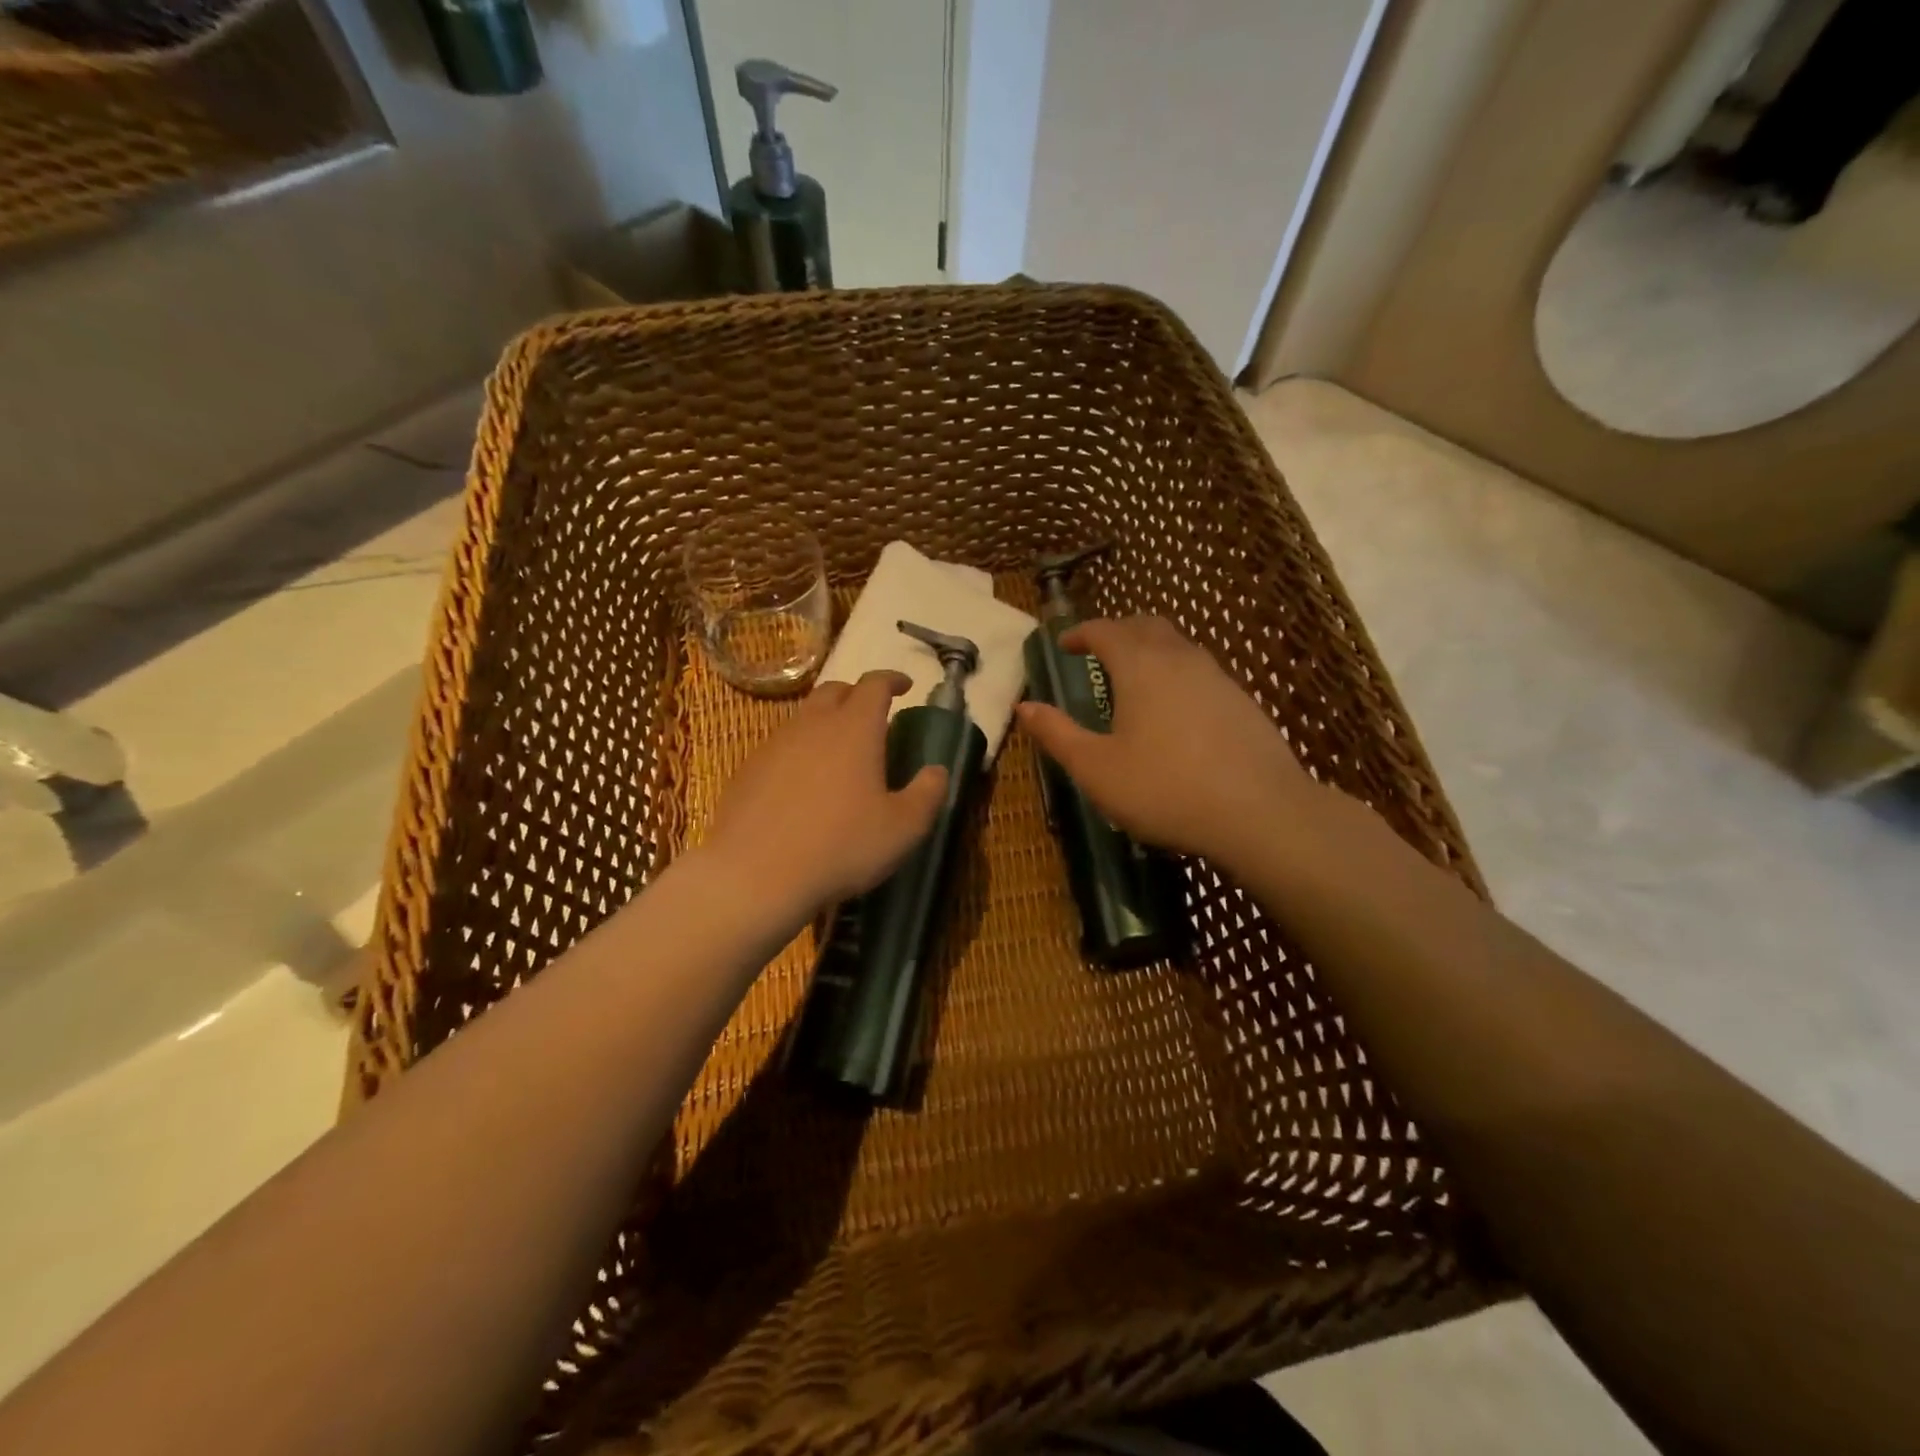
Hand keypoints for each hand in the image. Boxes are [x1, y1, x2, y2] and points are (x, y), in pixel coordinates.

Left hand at [703, 670, 947, 913]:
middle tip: (874, 716)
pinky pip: (781, 747)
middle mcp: (812, 725)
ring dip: (826, 724)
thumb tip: (936, 771)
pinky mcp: (748, 770)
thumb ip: (927, 794)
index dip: (892, 679)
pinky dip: (800, 752)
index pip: (875, 684)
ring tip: (840, 753)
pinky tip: (804, 785)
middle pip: (834, 691)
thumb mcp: (903, 828)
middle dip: (857, 695)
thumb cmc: (840, 846)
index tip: (905, 686)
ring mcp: (774, 745)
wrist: (754, 875)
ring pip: (804, 718)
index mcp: (854, 728)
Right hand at [1015, 617, 1321, 873]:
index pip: (1105, 630)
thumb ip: (1057, 734)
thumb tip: (1025, 707)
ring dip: (1151, 649)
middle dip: (1117, 631)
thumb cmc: (1165, 788)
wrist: (1260, 812)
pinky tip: (1176, 709)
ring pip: (1179, 645)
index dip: (1080, 632)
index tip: (1063, 645)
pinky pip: (1200, 671)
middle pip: (1146, 626)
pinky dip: (1177, 673)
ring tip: (1134, 677)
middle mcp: (1180, 659)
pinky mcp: (1242, 701)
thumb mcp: (1096, 768)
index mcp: (1140, 667)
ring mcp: (1217, 677)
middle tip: (1097, 651)